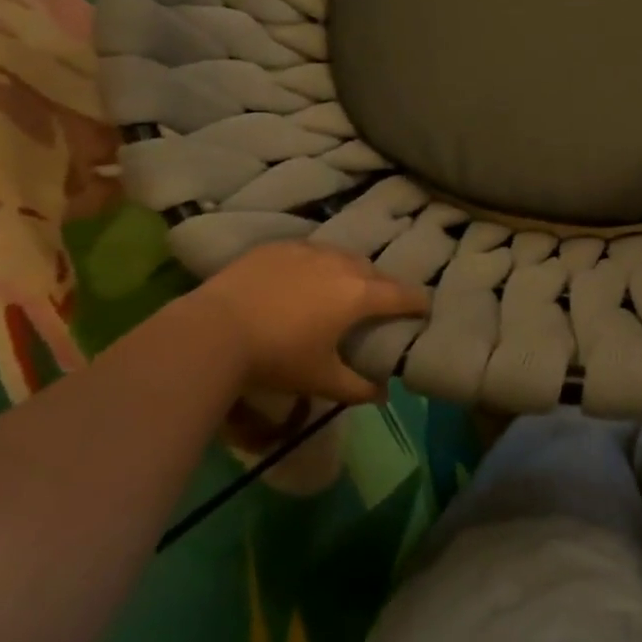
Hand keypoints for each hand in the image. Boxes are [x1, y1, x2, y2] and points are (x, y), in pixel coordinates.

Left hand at [185, 241, 428, 403]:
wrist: (214, 329)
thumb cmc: (277, 357)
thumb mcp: (320, 379)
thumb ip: (357, 387)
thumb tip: (383, 395)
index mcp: (358, 294)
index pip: (402, 295)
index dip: (418, 302)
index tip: (426, 308)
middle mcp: (341, 264)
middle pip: (373, 271)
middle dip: (383, 286)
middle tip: (381, 303)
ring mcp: (309, 250)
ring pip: (342, 256)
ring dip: (351, 271)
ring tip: (344, 287)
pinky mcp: (279, 246)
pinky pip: (310, 251)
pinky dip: (318, 264)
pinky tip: (305, 277)